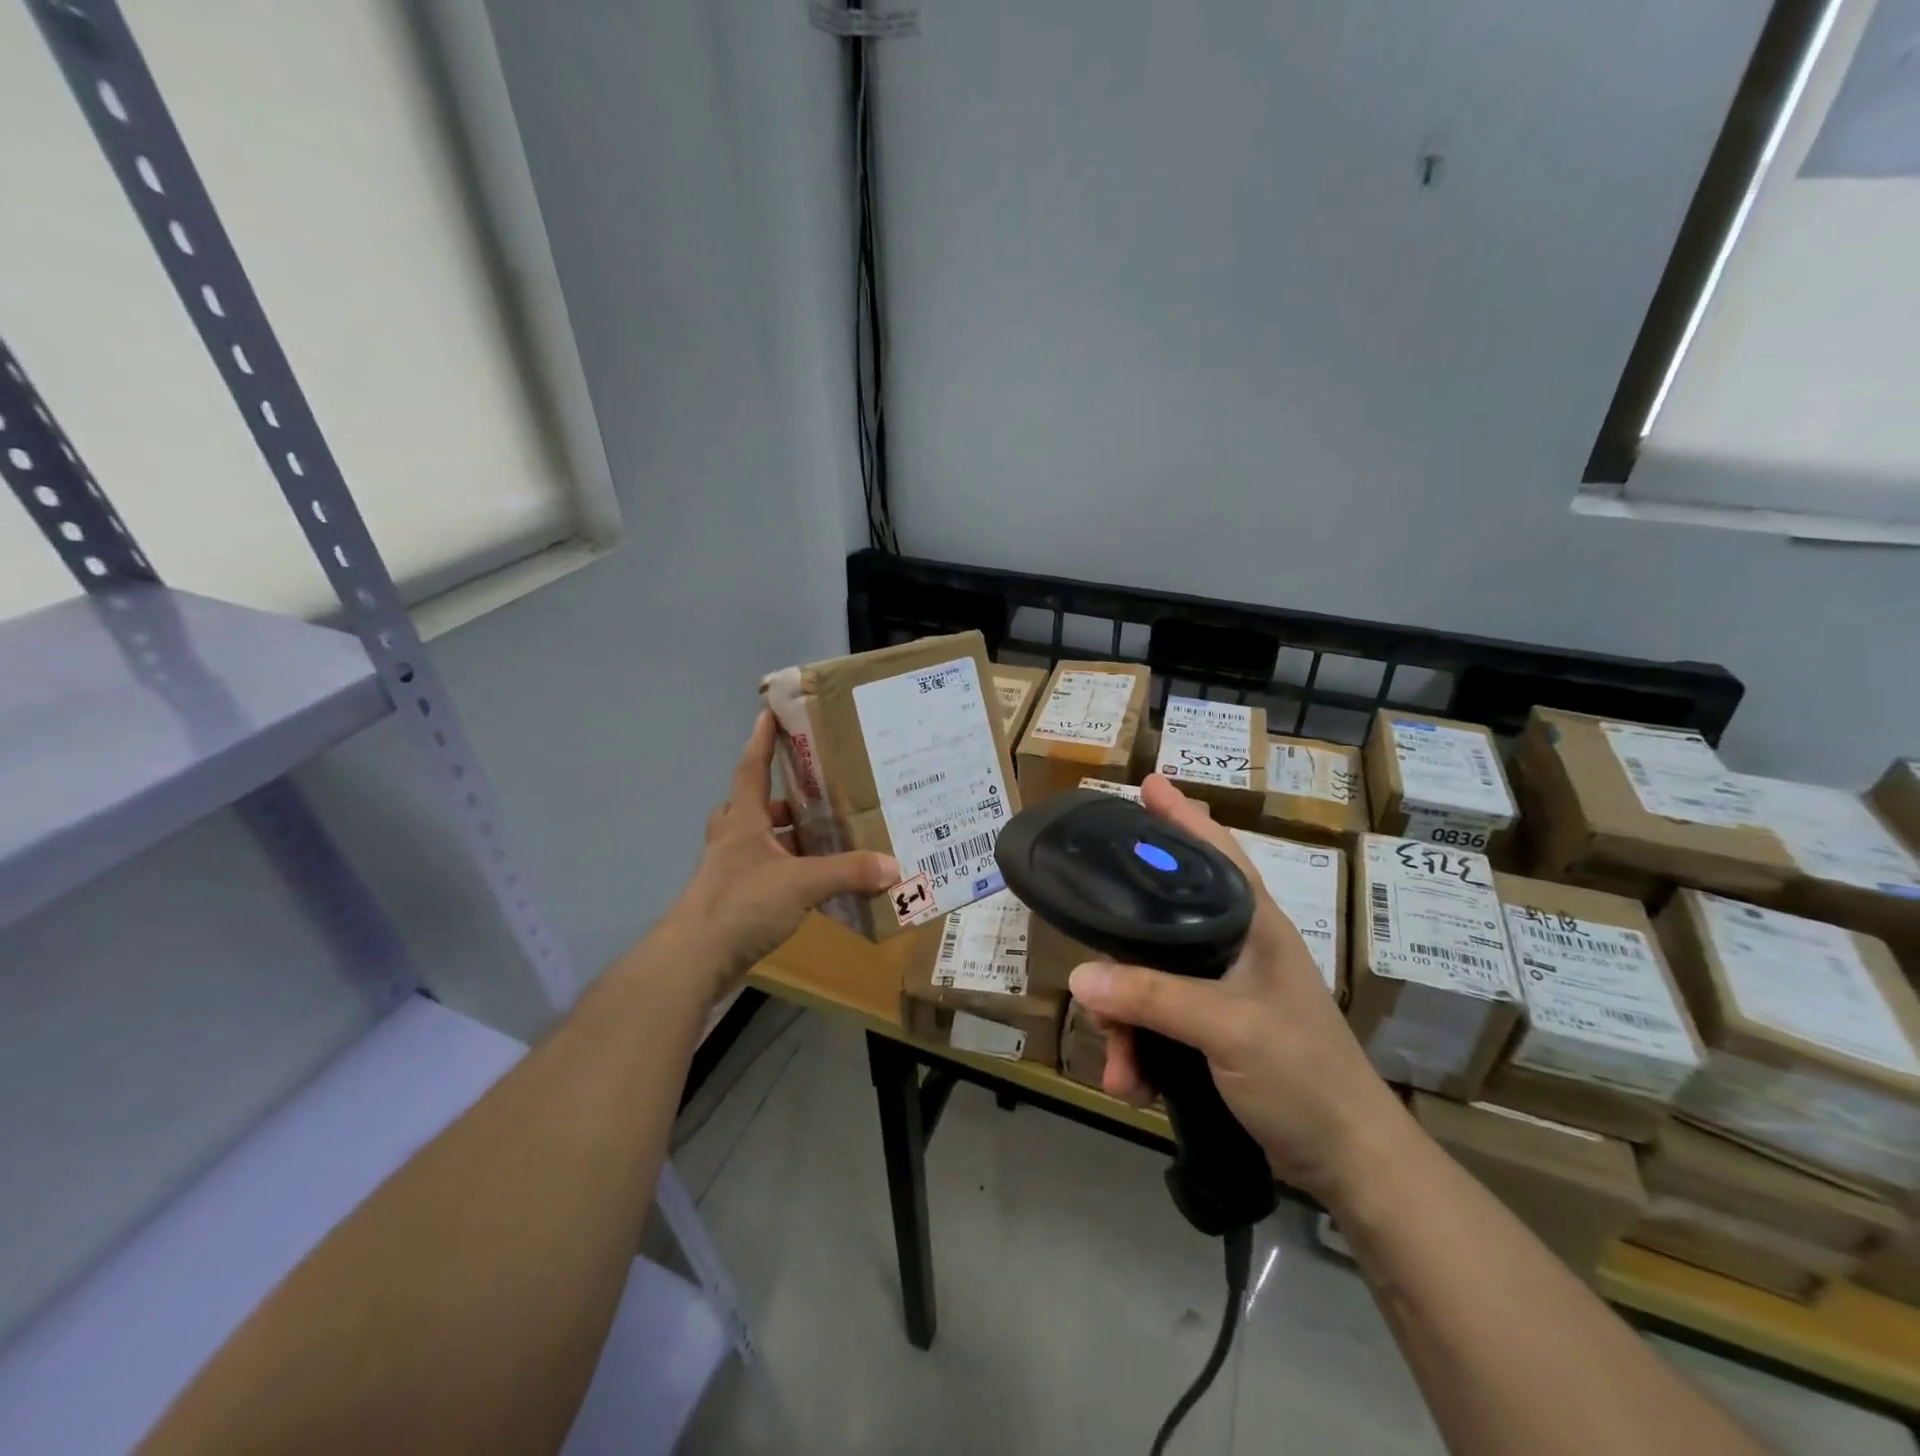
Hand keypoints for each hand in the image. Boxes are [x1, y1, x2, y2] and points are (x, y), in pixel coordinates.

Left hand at [659, 711, 897, 1000]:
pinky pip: (765, 874)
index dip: (761, 741)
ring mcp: (731, 872)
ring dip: (786, 839)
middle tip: (815, 795)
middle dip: (781, 799)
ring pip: (759, 843)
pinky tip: (814, 885)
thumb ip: (848, 872)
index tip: (768, 714)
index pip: (752, 769)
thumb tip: (894, 866)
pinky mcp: (735, 901)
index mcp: (743, 822)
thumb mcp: (801, 884)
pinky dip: (788, 873)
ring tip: (824, 839)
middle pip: (753, 807)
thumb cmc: (741, 905)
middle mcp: (734, 841)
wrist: (694, 960)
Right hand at [1068, 775, 1408, 1204]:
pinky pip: (1157, 1022)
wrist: (1350, 1162)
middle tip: (1093, 989)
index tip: (1145, 784)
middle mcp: (1235, 946)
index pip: (1214, 851)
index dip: (1180, 815)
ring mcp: (1224, 990)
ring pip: (1149, 980)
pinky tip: (1132, 1084)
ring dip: (1124, 1022)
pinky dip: (1139, 1050)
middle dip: (1120, 962)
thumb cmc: (1303, 1074)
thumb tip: (1080, 977)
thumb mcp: (1227, 1028)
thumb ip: (1153, 997)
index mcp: (1252, 924)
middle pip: (1158, 924)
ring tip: (1118, 1067)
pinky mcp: (1214, 1029)